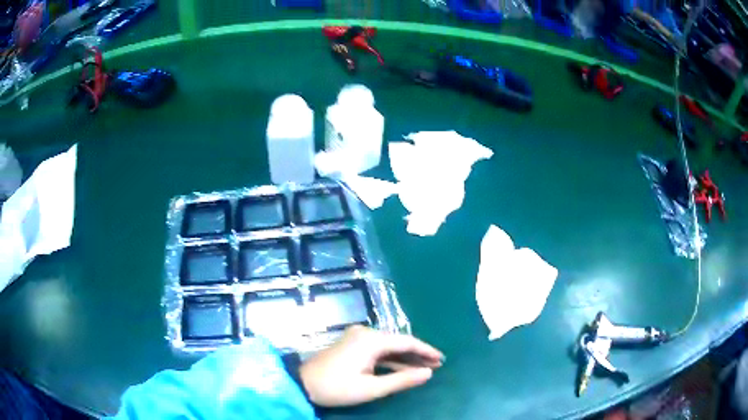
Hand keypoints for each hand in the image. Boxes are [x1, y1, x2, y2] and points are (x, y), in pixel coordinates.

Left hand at [299, 326, 443, 406]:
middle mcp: (365, 333)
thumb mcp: (371, 388)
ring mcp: (357, 337)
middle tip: (437, 364)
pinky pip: (378, 350)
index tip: (442, 359)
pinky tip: (404, 367)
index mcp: (371, 340)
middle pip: (398, 342)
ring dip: (405, 357)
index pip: (406, 341)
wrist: (302, 384)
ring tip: (425, 367)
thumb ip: (402, 380)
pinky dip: (391, 359)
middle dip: (418, 354)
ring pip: (388, 346)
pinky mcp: (352, 344)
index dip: (426, 350)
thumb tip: (428, 373)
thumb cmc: (337, 387)